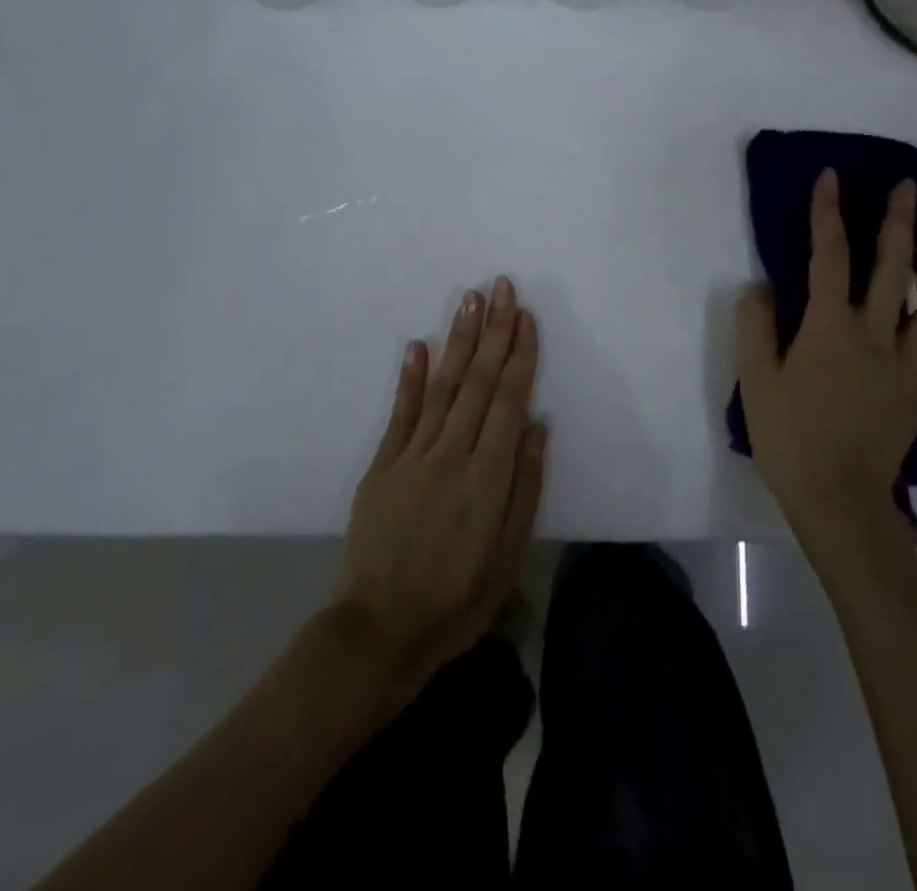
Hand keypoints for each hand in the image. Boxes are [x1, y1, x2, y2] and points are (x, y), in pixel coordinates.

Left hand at [331, 276, 547, 695]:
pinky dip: (409, 378)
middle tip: (499, 286)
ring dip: (457, 340)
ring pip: (441, 387)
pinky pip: (399, 414)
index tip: (525, 315)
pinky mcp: (381, 466)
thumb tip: (537, 426)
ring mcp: (411, 457)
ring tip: (468, 300)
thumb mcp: (509, 555)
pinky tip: (418, 345)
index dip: (518, 355)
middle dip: (491, 331)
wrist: (379, 632)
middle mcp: (450, 454)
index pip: (507, 401)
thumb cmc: (458, 599)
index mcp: (487, 477)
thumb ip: (525, 486)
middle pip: (476, 382)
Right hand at [737, 168, 916, 535]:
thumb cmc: (789, 437)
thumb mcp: (755, 379)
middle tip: (904, 189)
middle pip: (895, 267)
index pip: (829, 256)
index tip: (829, 178)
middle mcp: (876, 336)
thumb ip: (756, 326)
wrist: (837, 501)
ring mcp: (908, 366)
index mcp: (830, 328)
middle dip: (899, 220)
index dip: (827, 213)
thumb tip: (763, 288)